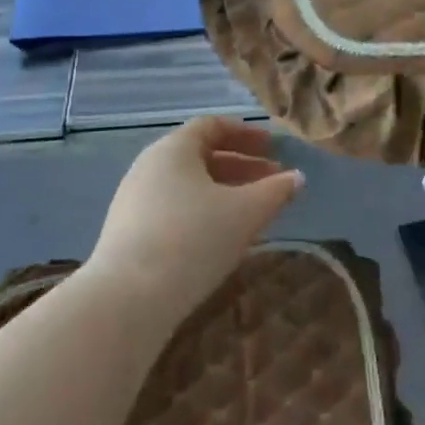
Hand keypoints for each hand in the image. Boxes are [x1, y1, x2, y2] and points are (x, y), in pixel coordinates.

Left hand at [88, 118, 303, 311]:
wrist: (128, 298)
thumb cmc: (193, 239)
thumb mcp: (246, 213)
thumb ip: (275, 191)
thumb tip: (297, 177)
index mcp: (174, 149)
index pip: (211, 126)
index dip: (245, 133)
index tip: (272, 147)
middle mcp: (149, 166)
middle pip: (199, 155)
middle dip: (240, 166)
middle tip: (272, 180)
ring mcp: (134, 200)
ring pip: (187, 185)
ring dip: (223, 191)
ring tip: (252, 212)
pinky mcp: (127, 231)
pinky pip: (172, 208)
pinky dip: (202, 211)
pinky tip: (220, 237)